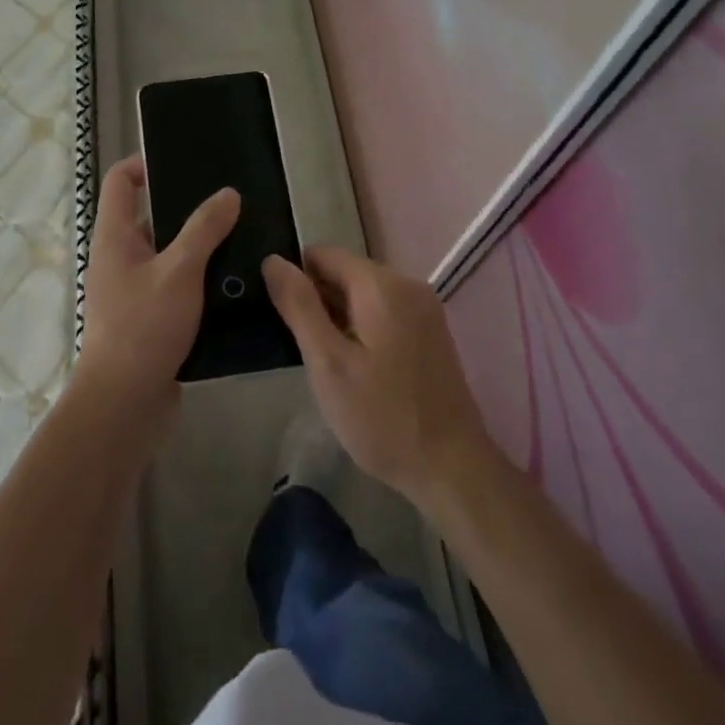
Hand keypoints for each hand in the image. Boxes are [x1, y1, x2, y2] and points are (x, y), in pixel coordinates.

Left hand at [73, 156, 239, 410]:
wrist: (124, 404)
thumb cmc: (143, 327)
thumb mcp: (179, 271)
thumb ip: (204, 230)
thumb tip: (228, 193)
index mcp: (114, 236)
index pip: (121, 181)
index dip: (145, 163)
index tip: (185, 162)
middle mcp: (120, 257)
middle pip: (150, 216)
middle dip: (187, 207)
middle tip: (231, 201)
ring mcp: (134, 289)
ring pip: (169, 253)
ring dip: (199, 246)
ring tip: (242, 236)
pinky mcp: (151, 317)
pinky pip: (177, 285)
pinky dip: (200, 279)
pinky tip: (234, 280)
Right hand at [263, 246, 497, 511]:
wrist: (452, 471)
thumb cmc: (382, 418)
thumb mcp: (328, 363)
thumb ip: (299, 306)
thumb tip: (272, 260)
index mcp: (382, 284)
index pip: (322, 254)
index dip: (296, 280)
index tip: (284, 319)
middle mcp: (407, 284)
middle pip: (345, 272)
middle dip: (318, 301)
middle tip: (304, 349)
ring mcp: (423, 308)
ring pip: (362, 295)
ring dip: (338, 318)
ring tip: (327, 363)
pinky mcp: (430, 332)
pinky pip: (383, 312)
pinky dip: (362, 329)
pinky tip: (356, 369)